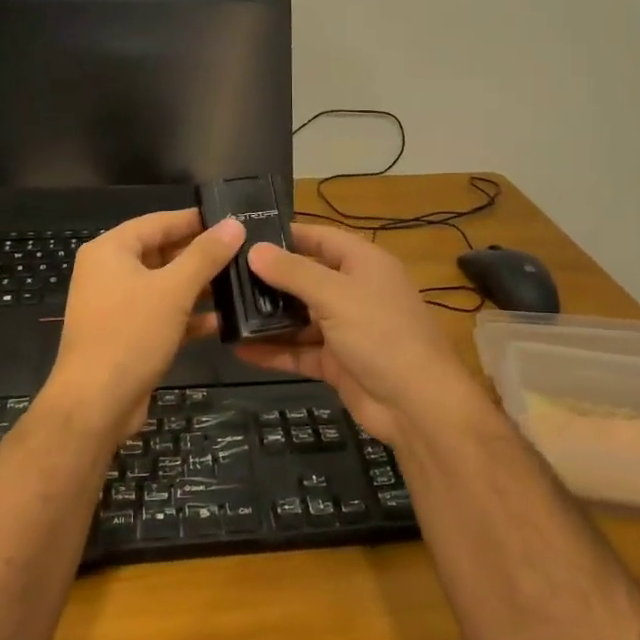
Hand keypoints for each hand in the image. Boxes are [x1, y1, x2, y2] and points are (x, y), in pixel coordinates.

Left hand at [44, 208, 244, 436]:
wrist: (96, 403)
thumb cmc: (130, 334)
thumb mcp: (173, 289)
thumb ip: (205, 255)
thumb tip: (234, 224)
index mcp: (110, 251)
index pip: (158, 222)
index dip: (194, 220)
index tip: (231, 219)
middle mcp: (108, 273)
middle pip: (161, 253)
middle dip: (200, 255)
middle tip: (243, 252)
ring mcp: (116, 306)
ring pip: (164, 286)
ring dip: (198, 287)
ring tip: (239, 283)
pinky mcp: (126, 335)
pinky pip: (161, 314)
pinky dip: (187, 316)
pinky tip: (221, 321)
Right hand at [235, 224, 487, 445]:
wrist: (417, 404)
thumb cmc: (381, 334)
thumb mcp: (335, 295)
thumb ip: (293, 273)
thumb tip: (254, 250)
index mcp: (363, 263)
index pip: (320, 237)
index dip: (287, 234)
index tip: (245, 234)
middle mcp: (354, 291)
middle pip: (305, 277)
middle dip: (268, 278)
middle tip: (222, 275)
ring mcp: (345, 329)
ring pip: (299, 317)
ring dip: (266, 317)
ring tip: (223, 312)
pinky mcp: (336, 362)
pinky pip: (299, 351)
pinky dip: (273, 351)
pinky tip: (239, 349)